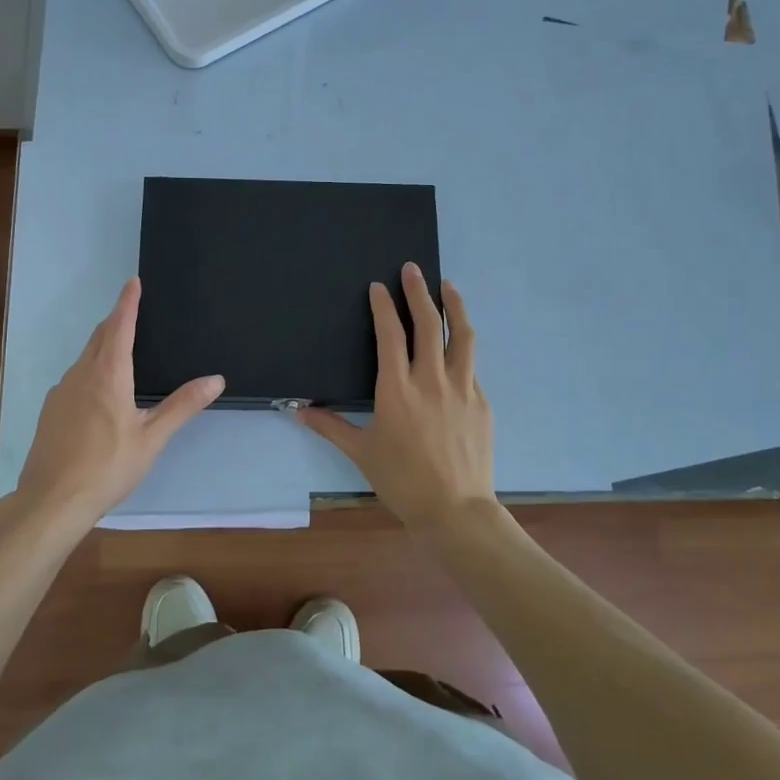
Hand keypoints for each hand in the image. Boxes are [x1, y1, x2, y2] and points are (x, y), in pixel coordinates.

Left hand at [14, 277, 223, 529]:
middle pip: (99, 337)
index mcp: (109, 375)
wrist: (52, 499)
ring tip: (117, 346)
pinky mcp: (50, 410)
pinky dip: (89, 368)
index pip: (120, 326)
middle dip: (115, 319)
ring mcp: (61, 391)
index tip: (133, 281)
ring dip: (101, 344)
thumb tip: (215, 379)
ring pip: (84, 357)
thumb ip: (182, 406)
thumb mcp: (152, 438)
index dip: (128, 302)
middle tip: (130, 309)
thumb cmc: (108, 467)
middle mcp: (81, 374)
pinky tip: (96, 389)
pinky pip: (74, 376)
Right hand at [299, 263, 495, 530]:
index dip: (384, 306)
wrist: (455, 510)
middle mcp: (431, 380)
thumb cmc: (402, 480)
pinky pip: (470, 366)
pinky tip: (457, 347)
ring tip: (449, 286)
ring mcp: (462, 388)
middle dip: (419, 292)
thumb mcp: (361, 452)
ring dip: (454, 306)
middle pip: (428, 324)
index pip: (390, 335)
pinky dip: (462, 348)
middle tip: (413, 270)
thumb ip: (331, 426)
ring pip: (461, 336)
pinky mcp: (481, 402)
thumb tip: (298, 410)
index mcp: (396, 389)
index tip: (380, 286)